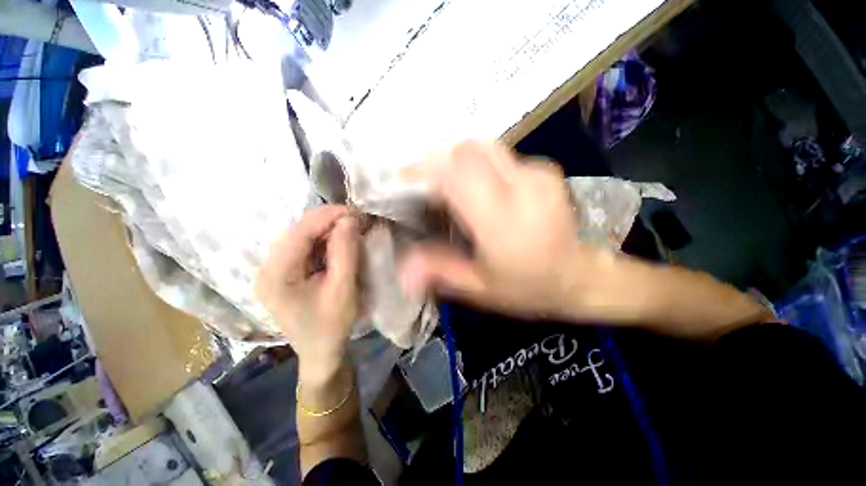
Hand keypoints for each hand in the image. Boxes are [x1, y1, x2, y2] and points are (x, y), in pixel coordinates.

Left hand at [256, 206, 359, 383]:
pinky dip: (322, 242)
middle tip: (355, 222)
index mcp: (276, 275)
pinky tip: (338, 244)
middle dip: (328, 222)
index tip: (355, 211)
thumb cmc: (332, 324)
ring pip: (300, 237)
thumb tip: (348, 219)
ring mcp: (273, 271)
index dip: (327, 216)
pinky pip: (302, 248)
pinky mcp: (283, 273)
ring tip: (350, 231)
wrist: (320, 352)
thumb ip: (345, 251)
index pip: (299, 231)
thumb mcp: (343, 287)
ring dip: (326, 231)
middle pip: (297, 231)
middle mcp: (267, 269)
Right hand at [398, 141, 604, 318]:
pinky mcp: (544, 169)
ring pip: (484, 147)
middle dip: (438, 161)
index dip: (425, 170)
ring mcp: (538, 173)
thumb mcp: (479, 288)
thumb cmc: (527, 287)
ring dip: (457, 161)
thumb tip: (402, 270)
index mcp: (503, 221)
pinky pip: (500, 155)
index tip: (404, 179)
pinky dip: (479, 165)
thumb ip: (440, 271)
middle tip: (424, 184)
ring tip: (447, 185)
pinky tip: (477, 187)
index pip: (457, 173)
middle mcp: (523, 187)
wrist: (579, 277)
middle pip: (469, 150)